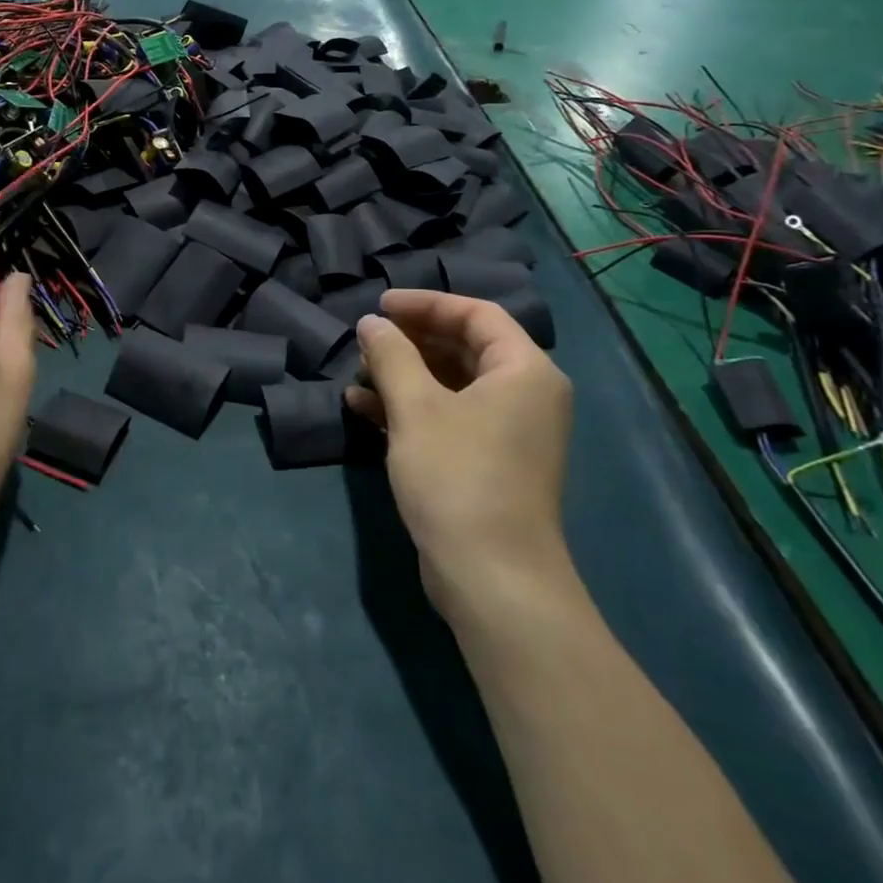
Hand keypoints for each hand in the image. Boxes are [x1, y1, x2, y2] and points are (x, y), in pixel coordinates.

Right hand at [346, 291, 572, 613]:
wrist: (491, 578)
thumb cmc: (458, 477)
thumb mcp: (416, 408)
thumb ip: (391, 355)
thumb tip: (372, 323)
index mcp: (524, 371)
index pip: (476, 314)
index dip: (426, 303)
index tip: (380, 306)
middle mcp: (525, 395)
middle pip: (464, 347)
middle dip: (410, 341)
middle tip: (365, 341)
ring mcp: (507, 432)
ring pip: (451, 384)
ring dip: (403, 375)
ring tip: (357, 376)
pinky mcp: (487, 462)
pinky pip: (448, 417)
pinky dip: (409, 408)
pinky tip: (364, 409)